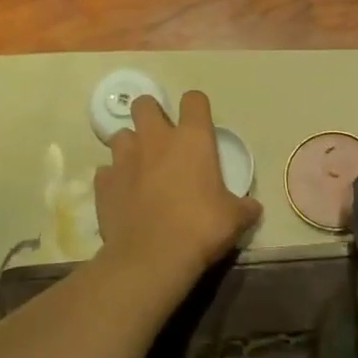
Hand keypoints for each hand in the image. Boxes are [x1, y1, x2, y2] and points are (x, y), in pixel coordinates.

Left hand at [94, 91, 261, 284]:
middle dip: (152, 115)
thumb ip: (244, 207)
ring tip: (139, 167)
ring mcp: (124, 158)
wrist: (152, 257)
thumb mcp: (234, 219)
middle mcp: (156, 139)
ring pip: (120, 135)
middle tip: (162, 138)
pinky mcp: (104, 183)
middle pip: (145, 104)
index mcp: (192, 139)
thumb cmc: (200, 228)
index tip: (199, 124)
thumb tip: (253, 207)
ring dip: (130, 146)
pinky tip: (123, 194)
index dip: (196, 108)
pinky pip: (106, 171)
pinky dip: (114, 178)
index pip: (194, 100)